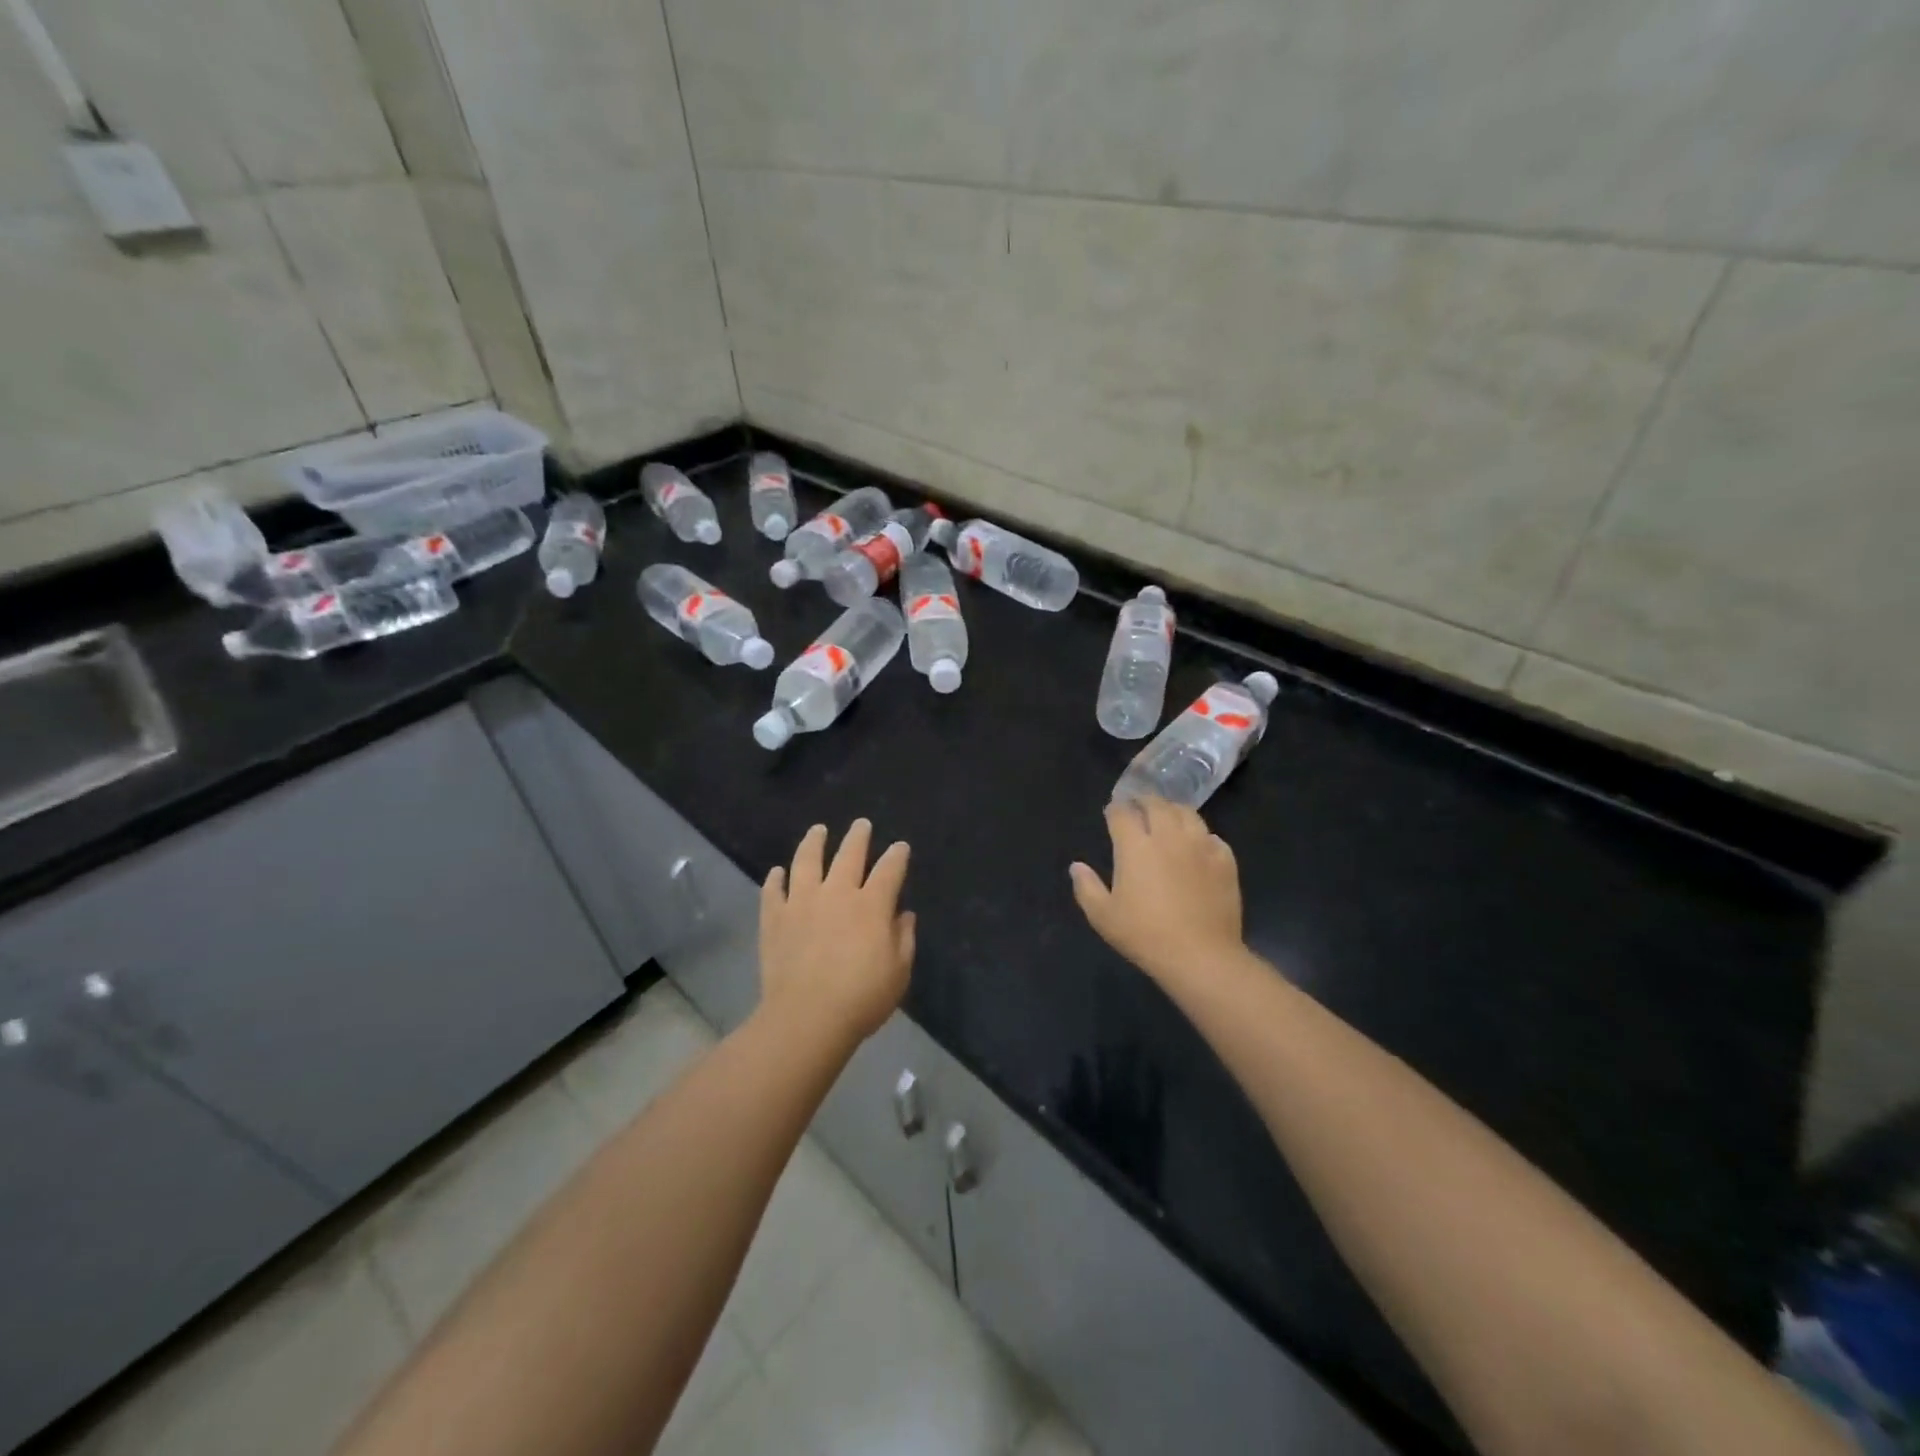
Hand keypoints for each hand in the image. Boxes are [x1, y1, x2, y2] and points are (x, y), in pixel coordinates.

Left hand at [760, 820, 913, 1042]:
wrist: (807, 1017)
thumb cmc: (861, 999)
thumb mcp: (899, 973)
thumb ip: (904, 939)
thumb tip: (903, 915)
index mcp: (871, 905)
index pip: (889, 870)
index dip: (897, 856)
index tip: (900, 847)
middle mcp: (837, 893)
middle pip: (849, 854)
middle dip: (858, 837)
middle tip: (861, 824)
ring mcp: (802, 902)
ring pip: (807, 861)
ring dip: (814, 842)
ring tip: (818, 830)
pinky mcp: (774, 918)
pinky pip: (773, 891)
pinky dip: (775, 879)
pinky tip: (777, 872)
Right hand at [1070, 798, 1244, 983]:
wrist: (1200, 955)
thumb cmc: (1145, 935)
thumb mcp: (1103, 916)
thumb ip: (1086, 887)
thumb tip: (1076, 866)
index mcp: (1135, 846)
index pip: (1122, 813)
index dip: (1115, 809)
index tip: (1112, 813)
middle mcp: (1168, 836)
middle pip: (1156, 804)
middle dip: (1144, 801)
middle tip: (1138, 806)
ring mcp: (1200, 846)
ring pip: (1187, 813)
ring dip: (1173, 810)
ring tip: (1168, 816)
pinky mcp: (1224, 860)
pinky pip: (1212, 837)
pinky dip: (1201, 835)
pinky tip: (1198, 844)